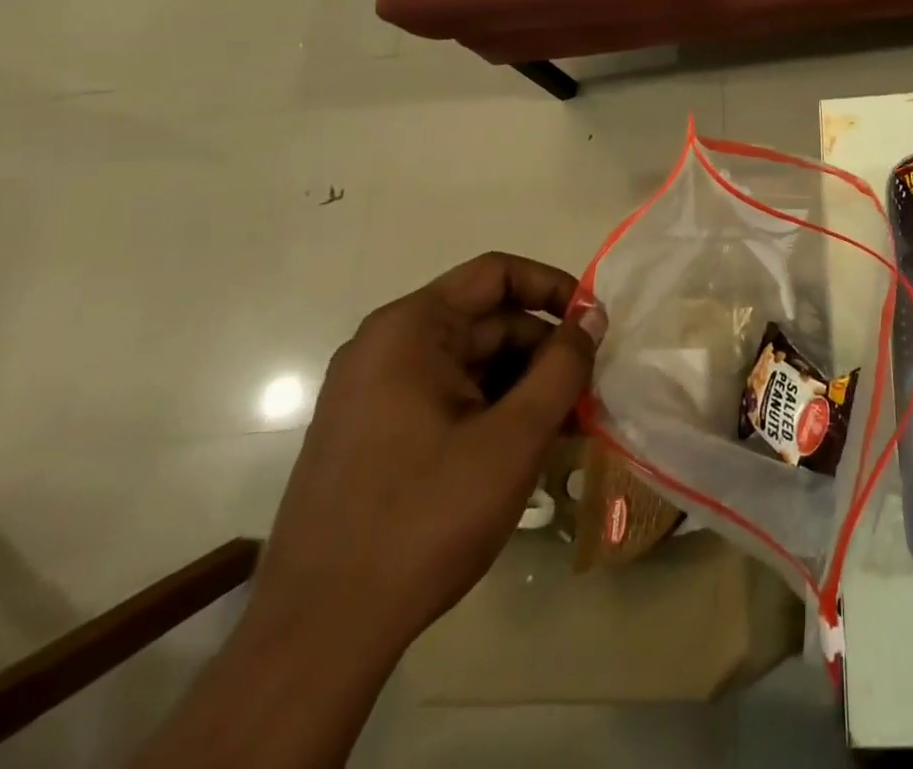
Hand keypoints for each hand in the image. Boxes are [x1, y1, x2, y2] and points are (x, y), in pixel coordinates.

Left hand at [248, 253, 606, 662]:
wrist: (317, 637)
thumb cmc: (425, 518)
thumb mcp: (515, 437)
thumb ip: (564, 367)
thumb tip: (592, 317)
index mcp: (410, 330)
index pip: (497, 274)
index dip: (554, 289)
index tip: (594, 325)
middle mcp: (384, 348)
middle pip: (486, 322)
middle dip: (543, 351)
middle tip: (589, 391)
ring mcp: (372, 394)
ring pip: (470, 364)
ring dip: (523, 386)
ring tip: (565, 427)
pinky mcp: (371, 435)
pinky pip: (446, 399)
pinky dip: (491, 411)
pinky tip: (523, 450)